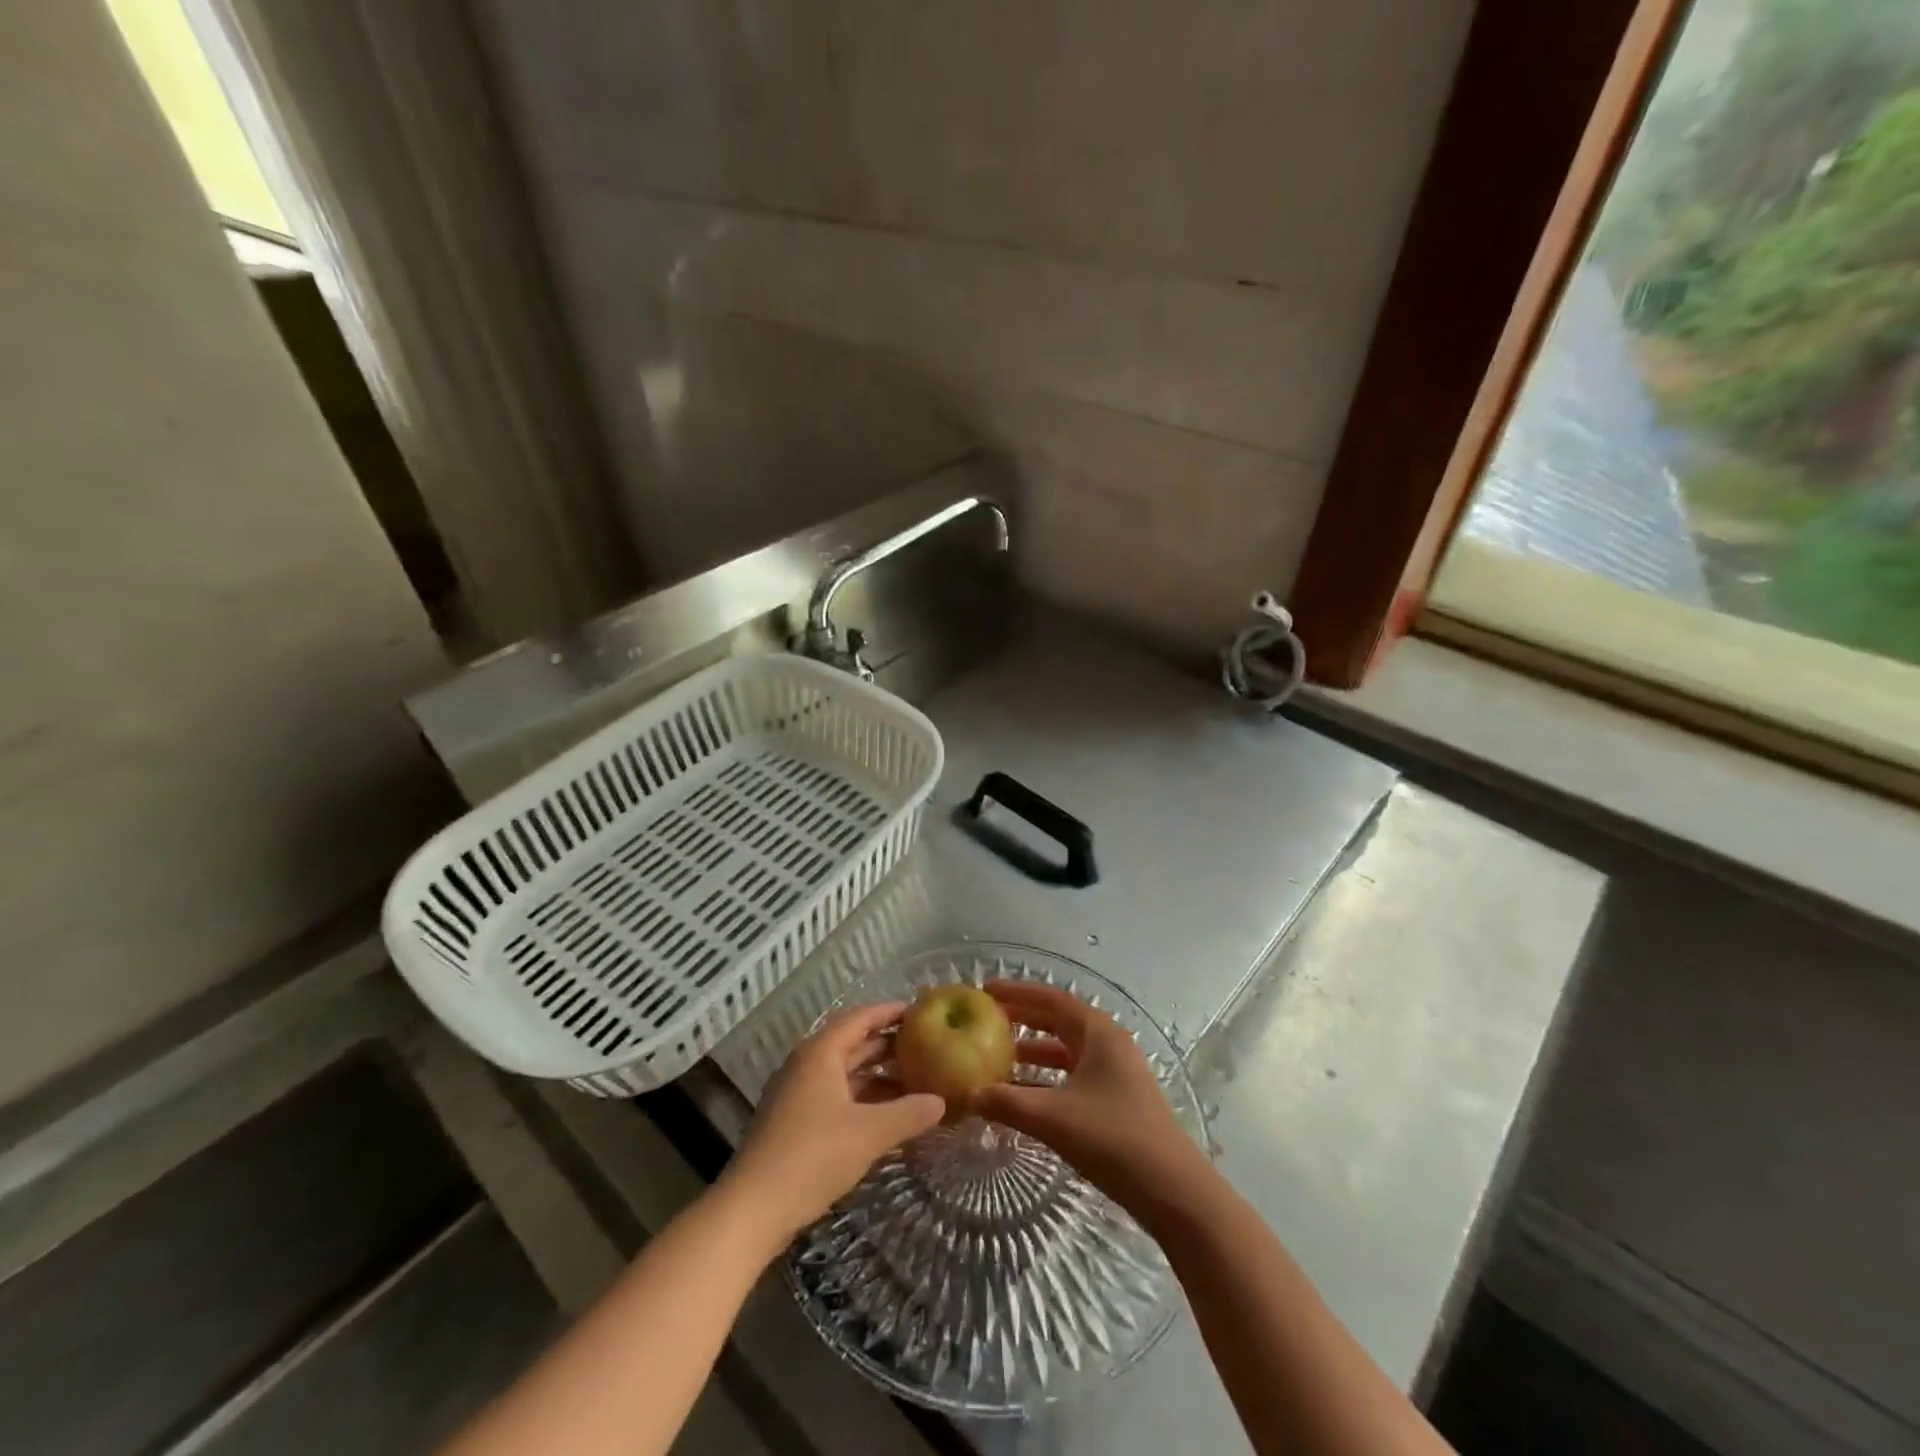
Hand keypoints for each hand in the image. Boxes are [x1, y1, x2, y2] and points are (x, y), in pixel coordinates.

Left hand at [721, 1002, 944, 1243]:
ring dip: (877, 1076)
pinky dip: (862, 1099)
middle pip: (852, 1044)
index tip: (921, 1012)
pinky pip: (836, 1096)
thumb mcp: (869, 1133)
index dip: (890, 1012)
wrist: (752, 1208)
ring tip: (915, 1082)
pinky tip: (887, 1116)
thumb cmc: (812, 1156)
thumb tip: (941, 1101)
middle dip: (888, 1046)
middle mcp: (807, 1065)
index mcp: (821, 1053)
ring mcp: (797, 1094)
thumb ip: (908, 1113)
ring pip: (844, 1073)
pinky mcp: (794, 1122)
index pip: (860, 1018)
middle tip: (926, 1047)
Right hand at [969, 980, 1209, 1223]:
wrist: (1173, 1190)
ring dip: (1034, 1051)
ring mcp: (1116, 1072)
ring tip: (999, 1058)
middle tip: (987, 1020)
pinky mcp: (1118, 1099)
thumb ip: (1007, 1103)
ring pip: (1067, 1051)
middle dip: (1023, 1018)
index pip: (1052, 999)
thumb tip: (968, 1095)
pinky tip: (1024, 1095)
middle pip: (1059, 1021)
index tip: (986, 990)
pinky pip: (1074, 1075)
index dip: (1018, 992)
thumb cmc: (1113, 1139)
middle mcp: (1109, 1044)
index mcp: (1098, 1033)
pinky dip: (1048, 1078)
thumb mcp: (1053, 1118)